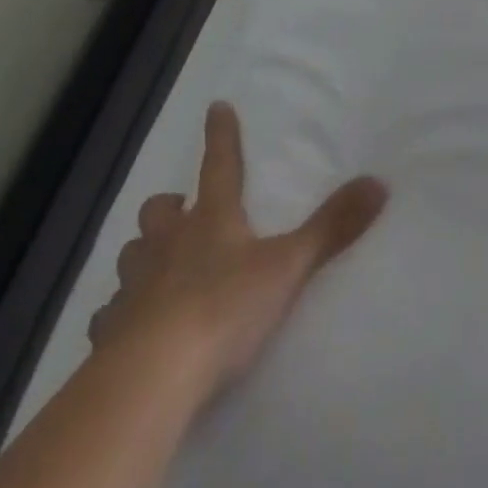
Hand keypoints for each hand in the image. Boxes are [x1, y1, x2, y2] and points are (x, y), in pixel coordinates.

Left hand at [90, 101, 388, 396]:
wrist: (150, 380)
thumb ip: (333, 227)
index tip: (216, 107)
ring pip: (131, 257)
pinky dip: (118, 317)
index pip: (219, 164)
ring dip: (143, 257)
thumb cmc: (223, 309)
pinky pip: (108, 317)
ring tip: (156, 270)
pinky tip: (126, 333)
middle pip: (158, 212)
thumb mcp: (288, 267)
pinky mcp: (109, 335)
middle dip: (169, 207)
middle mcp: (168, 245)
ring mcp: (133, 289)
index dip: (221, 135)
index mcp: (211, 220)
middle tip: (181, 212)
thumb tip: (379, 182)